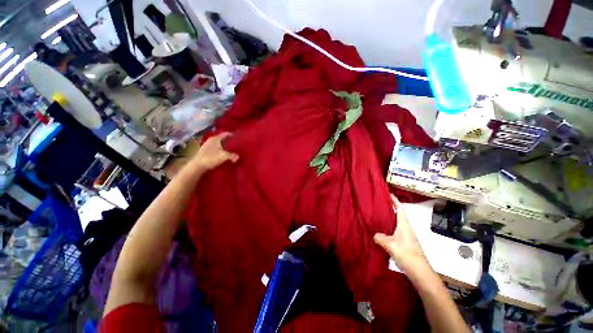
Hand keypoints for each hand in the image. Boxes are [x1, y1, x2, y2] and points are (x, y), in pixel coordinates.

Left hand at [190, 132, 238, 171]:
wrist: (197, 166)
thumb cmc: (210, 158)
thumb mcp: (224, 156)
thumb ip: (232, 155)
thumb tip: (238, 157)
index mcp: (215, 139)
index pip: (225, 134)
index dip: (232, 134)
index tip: (238, 136)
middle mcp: (211, 141)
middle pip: (222, 139)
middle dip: (229, 141)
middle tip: (237, 144)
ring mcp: (207, 146)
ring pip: (219, 144)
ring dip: (225, 146)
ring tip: (232, 150)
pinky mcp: (206, 152)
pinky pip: (216, 149)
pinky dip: (221, 150)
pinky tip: (224, 155)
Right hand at [374, 195, 428, 272]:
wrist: (419, 271)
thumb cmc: (407, 254)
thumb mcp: (390, 245)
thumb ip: (380, 238)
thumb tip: (374, 235)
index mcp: (404, 225)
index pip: (400, 209)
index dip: (395, 201)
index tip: (389, 194)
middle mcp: (407, 228)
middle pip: (398, 215)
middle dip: (390, 208)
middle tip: (378, 205)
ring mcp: (407, 236)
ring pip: (396, 223)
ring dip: (389, 219)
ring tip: (377, 216)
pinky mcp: (405, 243)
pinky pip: (395, 230)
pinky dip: (389, 228)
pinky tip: (382, 232)